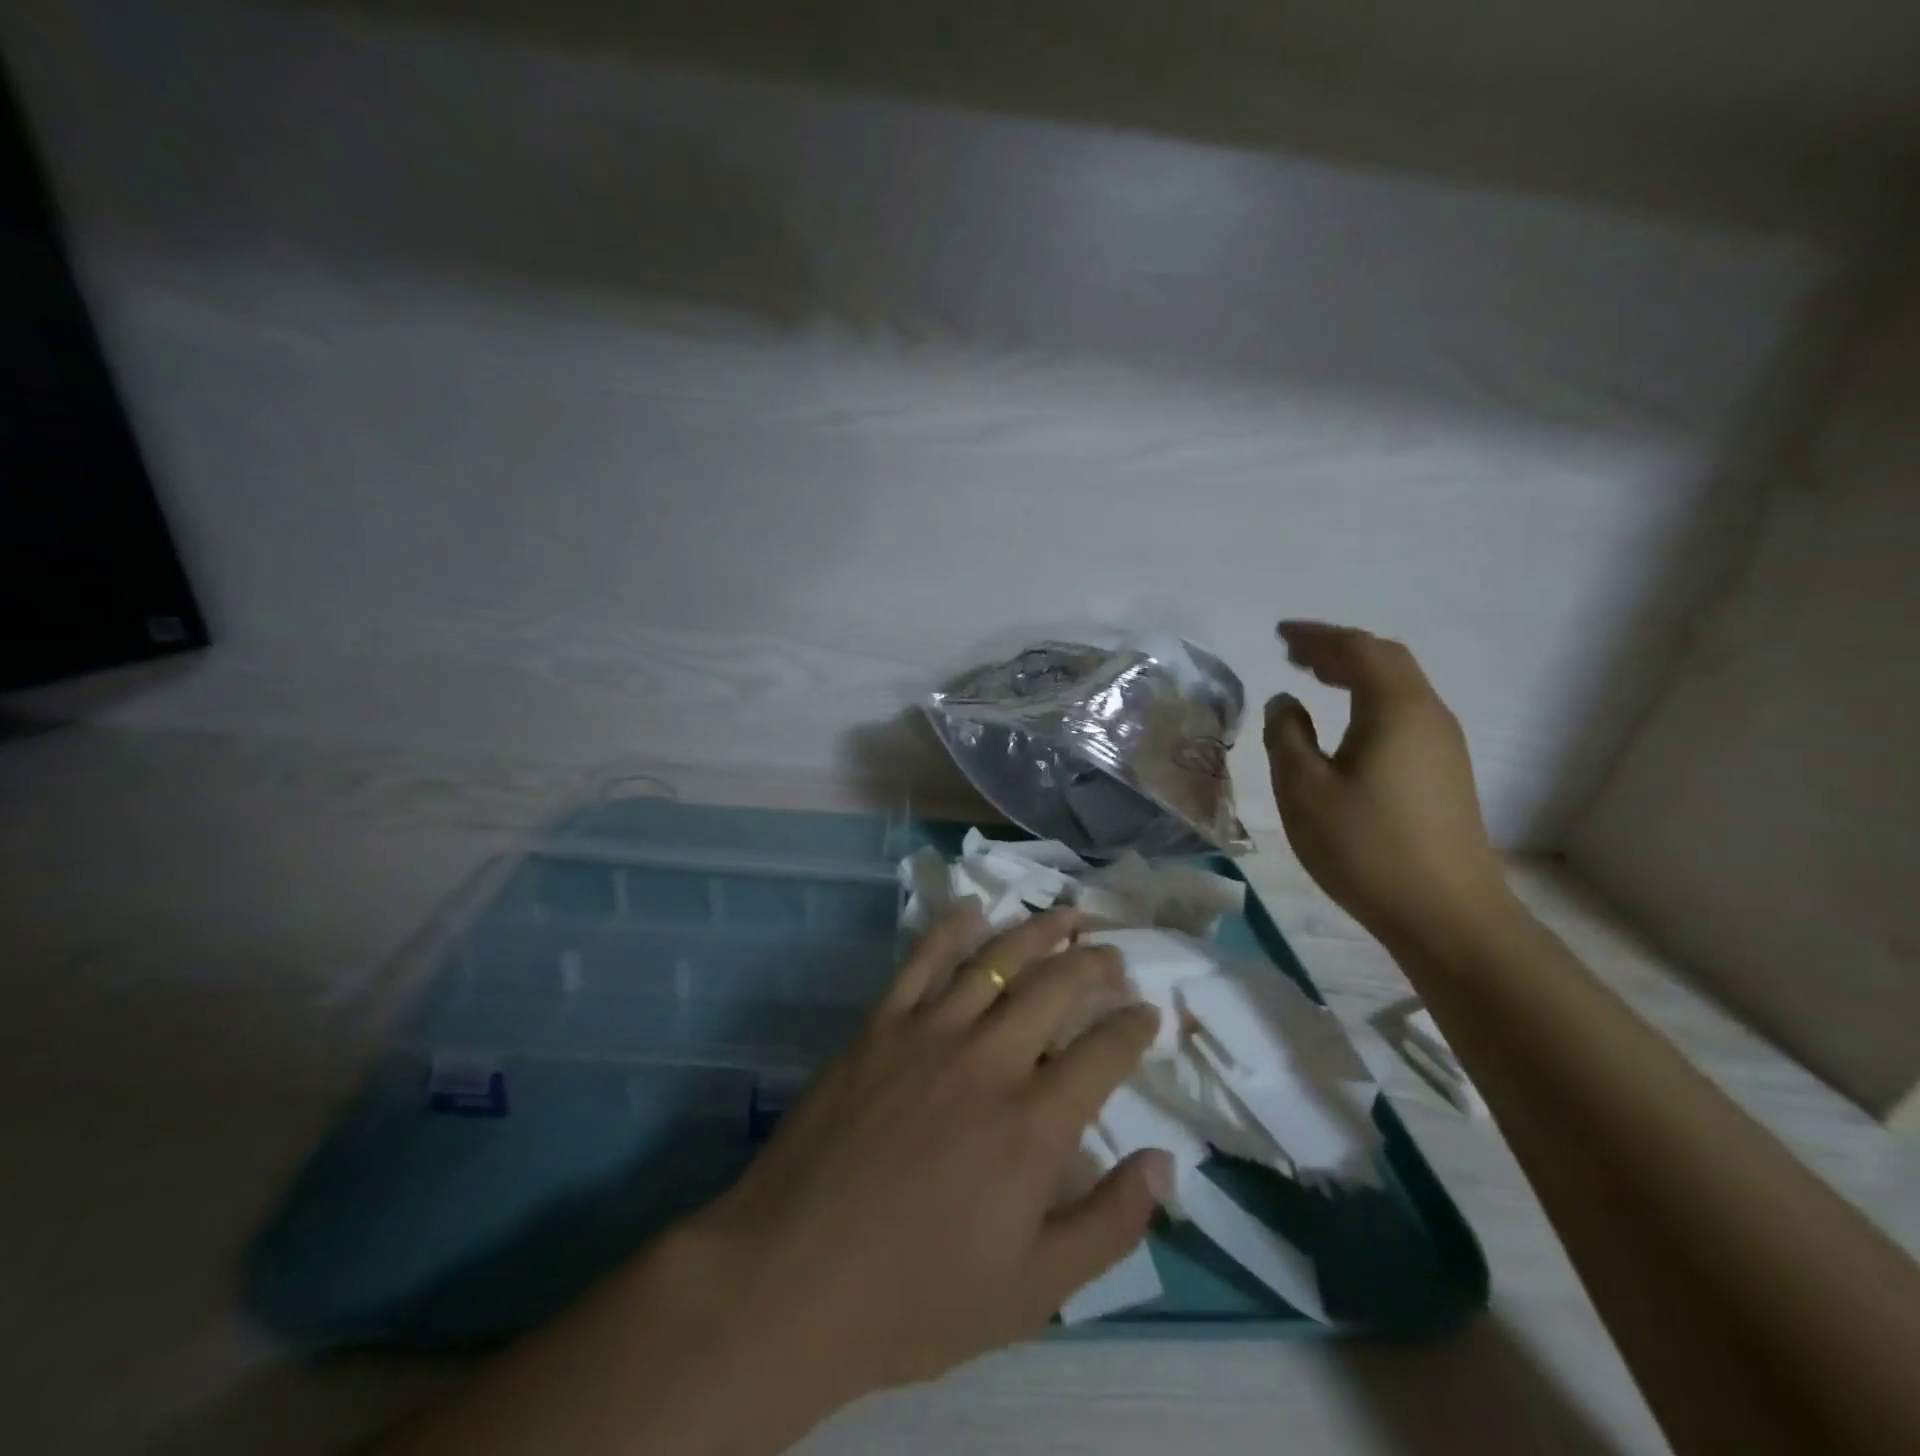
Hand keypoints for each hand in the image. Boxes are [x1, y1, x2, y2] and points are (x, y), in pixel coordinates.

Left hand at [688, 905, 1166, 1403]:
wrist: (792, 1277)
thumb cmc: (917, 1297)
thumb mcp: (1033, 1292)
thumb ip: (1109, 1224)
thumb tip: (1165, 1164)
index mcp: (1034, 1124)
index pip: (1105, 1053)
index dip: (1133, 1028)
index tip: (1147, 1014)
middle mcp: (989, 1060)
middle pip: (1056, 987)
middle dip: (1096, 965)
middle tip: (1115, 956)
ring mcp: (929, 1033)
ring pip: (997, 960)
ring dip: (1039, 931)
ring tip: (1067, 915)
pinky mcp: (879, 1026)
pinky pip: (922, 961)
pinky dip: (951, 928)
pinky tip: (973, 908)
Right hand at [1264, 621, 1511, 948]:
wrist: (1447, 915)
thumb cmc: (1366, 847)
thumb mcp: (1304, 791)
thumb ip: (1287, 737)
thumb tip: (1285, 703)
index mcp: (1396, 709)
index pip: (1357, 649)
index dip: (1317, 636)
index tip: (1280, 634)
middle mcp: (1428, 715)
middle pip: (1386, 660)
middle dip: (1338, 649)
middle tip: (1294, 653)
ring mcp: (1443, 745)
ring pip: (1399, 687)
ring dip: (1356, 673)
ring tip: (1315, 678)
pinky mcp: (1446, 772)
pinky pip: (1404, 713)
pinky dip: (1370, 700)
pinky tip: (1347, 724)